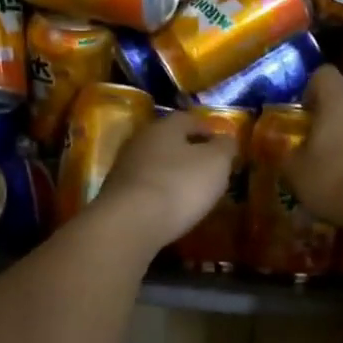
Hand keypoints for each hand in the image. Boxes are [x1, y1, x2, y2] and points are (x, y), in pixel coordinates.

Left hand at [94, 110, 235, 246]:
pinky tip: (170, 207)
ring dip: (172, 173)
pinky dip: (159, 193)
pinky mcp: (115, 195)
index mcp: (164, 126)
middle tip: (209, 169)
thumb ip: (225, 147)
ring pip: (155, 164)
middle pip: (169, 141)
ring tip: (191, 191)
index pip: (189, 119)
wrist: (130, 224)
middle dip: (189, 152)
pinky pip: (145, 187)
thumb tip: (226, 139)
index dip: (208, 130)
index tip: (223, 146)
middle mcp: (140, 140)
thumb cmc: (179, 185)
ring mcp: (123, 168)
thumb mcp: (216, 163)